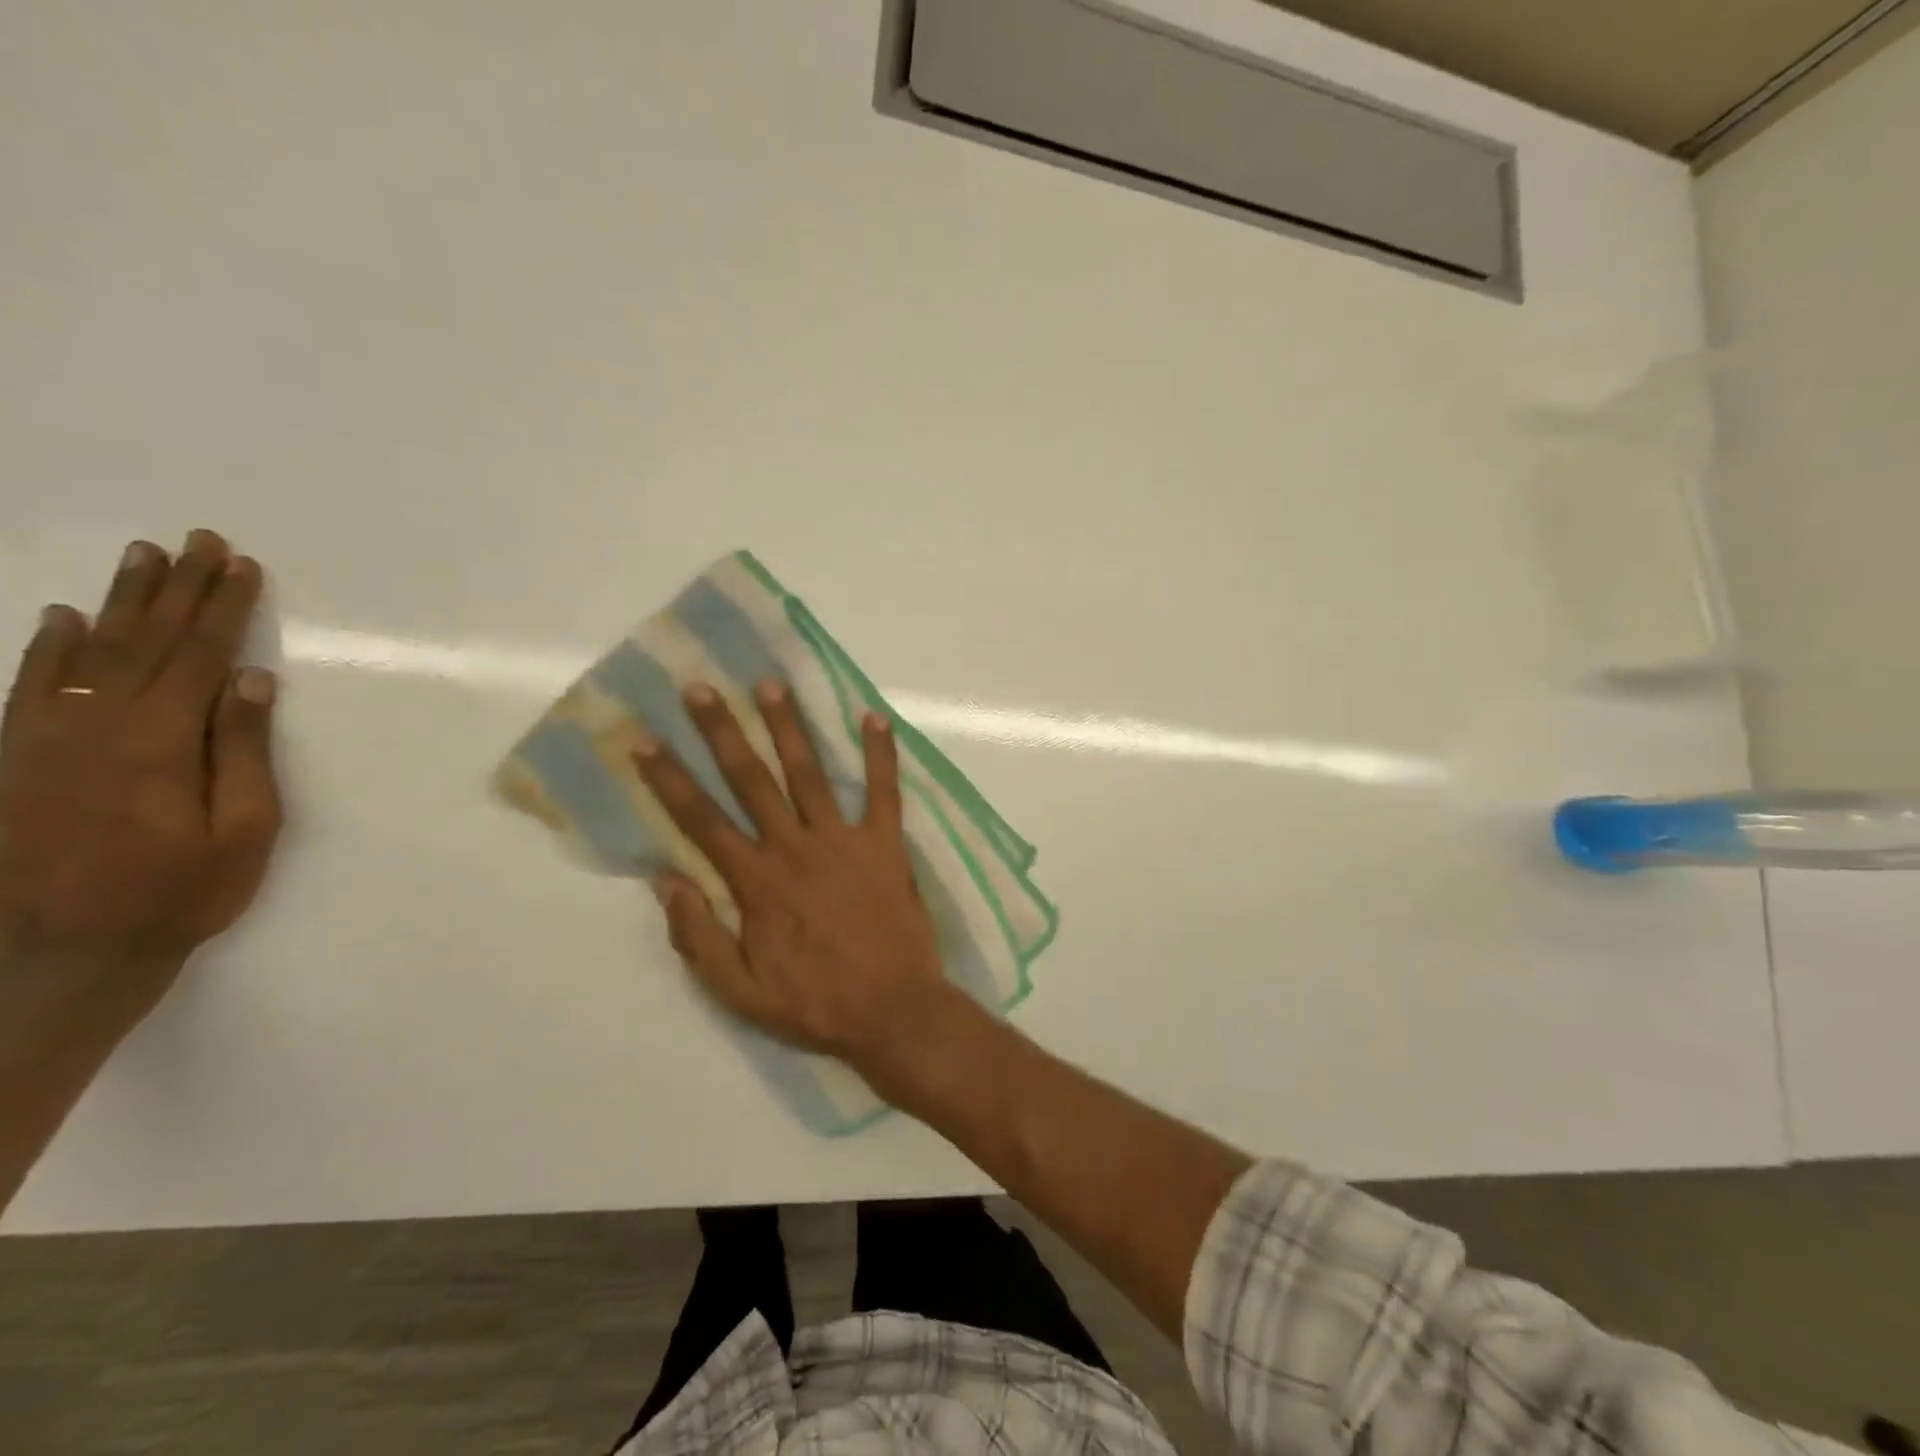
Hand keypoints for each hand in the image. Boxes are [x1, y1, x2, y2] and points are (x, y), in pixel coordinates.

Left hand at [0, 531, 282, 1033]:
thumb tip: (252, 680)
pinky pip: (31, 685)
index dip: (223, 608)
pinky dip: (48, 646)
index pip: (199, 656)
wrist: (58, 954)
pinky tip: (62, 618)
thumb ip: (243, 750)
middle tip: (196, 541)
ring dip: (118, 602)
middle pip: (143, 641)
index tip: (241, 566)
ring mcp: (45, 738)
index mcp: (160, 740)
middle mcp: (96, 724)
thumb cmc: (177, 894)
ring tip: (141, 557)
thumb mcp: (242, 829)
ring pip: (87, 651)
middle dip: (176, 589)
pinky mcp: (15, 757)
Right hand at [634, 680, 956, 1085]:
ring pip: (809, 773)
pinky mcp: (886, 843)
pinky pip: (884, 791)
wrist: (894, 1012)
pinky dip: (881, 754)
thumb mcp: (739, 991)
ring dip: (788, 727)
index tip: (644, 740)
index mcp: (757, 882)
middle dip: (722, 732)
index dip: (669, 780)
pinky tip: (874, 716)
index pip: (702, 821)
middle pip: (751, 781)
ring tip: (770, 684)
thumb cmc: (815, 1004)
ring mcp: (844, 841)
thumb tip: (665, 880)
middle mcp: (795, 848)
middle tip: (701, 688)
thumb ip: (698, 936)